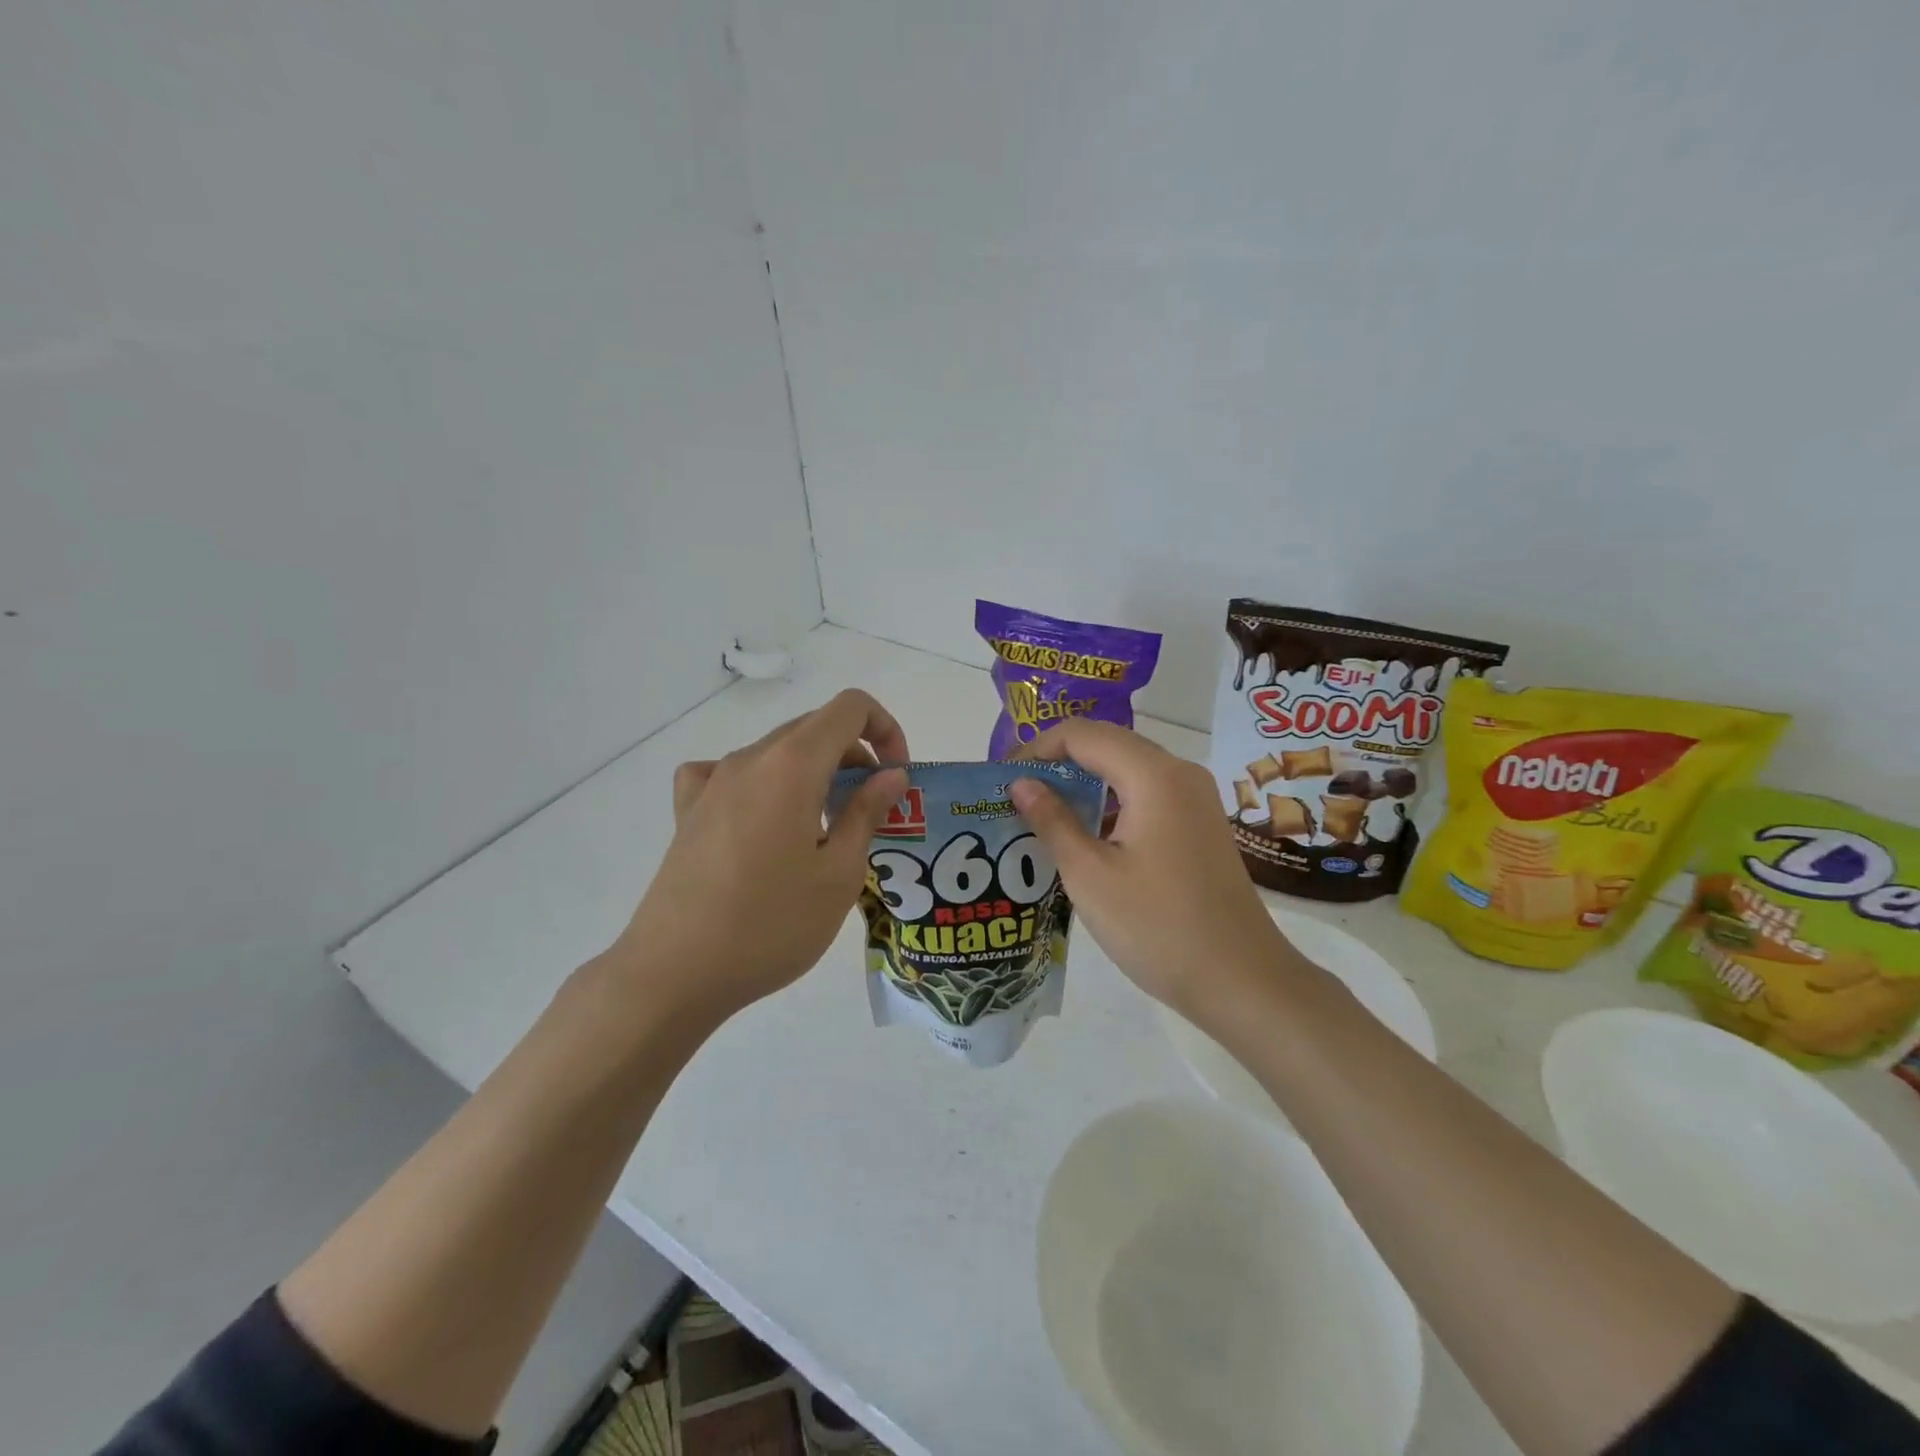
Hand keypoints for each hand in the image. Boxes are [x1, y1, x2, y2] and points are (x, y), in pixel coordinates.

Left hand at [610, 690, 909, 1019]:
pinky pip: (731, 775)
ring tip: (825, 830)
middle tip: (873, 810)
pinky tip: (761, 820)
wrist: (675, 973)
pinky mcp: (688, 811)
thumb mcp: (839, 873)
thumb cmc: (771, 925)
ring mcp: (712, 782)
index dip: (886, 730)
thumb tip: (890, 774)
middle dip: (856, 756)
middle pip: (815, 728)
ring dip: (815, 773)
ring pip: (778, 752)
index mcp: (792, 765)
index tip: (896, 777)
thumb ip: (868, 812)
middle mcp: (749, 759)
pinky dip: (762, 784)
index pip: (850, 708)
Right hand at [1009, 719, 1293, 1015]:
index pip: (1082, 734)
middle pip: (1107, 745)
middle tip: (1017, 796)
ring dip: (1084, 784)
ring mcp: (1195, 799)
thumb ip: (1052, 821)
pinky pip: (1146, 794)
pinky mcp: (1199, 824)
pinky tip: (1086, 837)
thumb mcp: (1090, 875)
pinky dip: (1110, 804)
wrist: (1242, 981)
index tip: (1003, 779)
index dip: (1037, 748)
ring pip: (1127, 770)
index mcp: (1154, 775)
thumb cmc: (1158, 927)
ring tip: (1042, 815)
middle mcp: (1180, 773)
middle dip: (1058, 763)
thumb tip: (1021, 783)